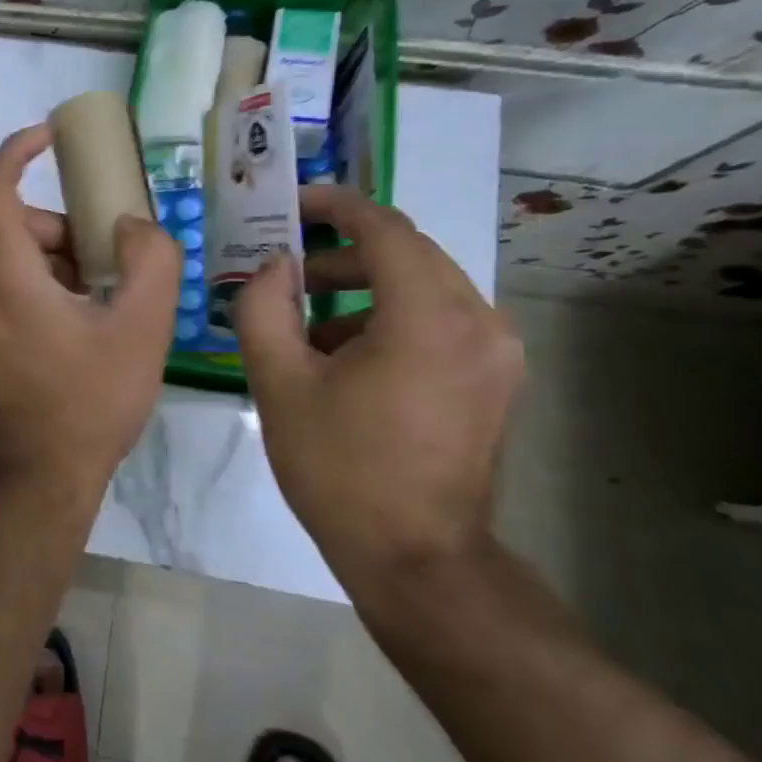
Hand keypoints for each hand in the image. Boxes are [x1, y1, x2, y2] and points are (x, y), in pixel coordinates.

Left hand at [0, 124, 180, 502]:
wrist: (39, 479)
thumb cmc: (89, 401)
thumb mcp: (141, 328)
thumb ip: (150, 260)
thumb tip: (131, 227)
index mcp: (4, 274)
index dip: (20, 150)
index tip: (52, 134)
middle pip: (14, 227)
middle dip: (64, 226)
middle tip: (111, 252)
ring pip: (13, 261)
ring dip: (59, 260)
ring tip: (106, 296)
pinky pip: (8, 291)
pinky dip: (45, 286)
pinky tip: (85, 324)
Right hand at [234, 185, 522, 607]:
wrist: (416, 559)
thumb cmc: (340, 470)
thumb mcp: (279, 384)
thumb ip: (264, 309)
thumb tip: (274, 266)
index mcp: (428, 318)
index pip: (385, 229)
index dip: (337, 206)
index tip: (296, 202)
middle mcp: (478, 322)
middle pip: (409, 254)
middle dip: (345, 252)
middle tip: (290, 268)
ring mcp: (497, 353)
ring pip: (426, 287)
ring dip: (367, 287)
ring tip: (308, 321)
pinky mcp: (497, 380)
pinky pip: (442, 321)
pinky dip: (393, 318)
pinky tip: (348, 357)